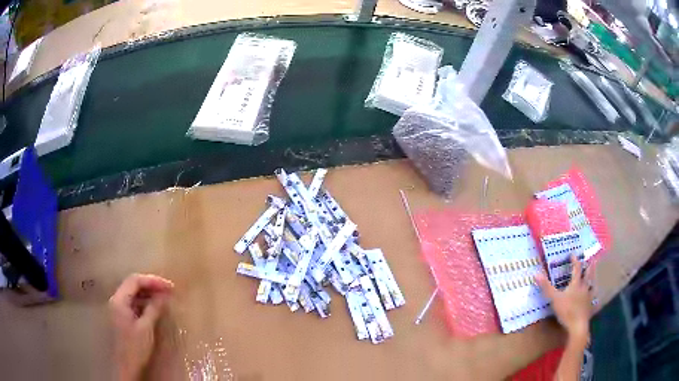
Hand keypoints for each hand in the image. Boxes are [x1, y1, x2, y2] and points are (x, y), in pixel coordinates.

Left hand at [109, 274, 173, 380]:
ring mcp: (118, 307)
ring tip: (163, 298)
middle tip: (168, 290)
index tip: (169, 286)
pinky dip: (144, 302)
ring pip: (133, 293)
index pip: (135, 280)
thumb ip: (153, 308)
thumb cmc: (135, 347)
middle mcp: (116, 299)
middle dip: (151, 285)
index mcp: (119, 300)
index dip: (153, 280)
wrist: (126, 366)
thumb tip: (164, 295)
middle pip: (133, 284)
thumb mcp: (146, 328)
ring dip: (148, 293)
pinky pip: (133, 302)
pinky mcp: (121, 316)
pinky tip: (154, 307)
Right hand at [536, 255, 592, 346]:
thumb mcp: (554, 299)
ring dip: (593, 279)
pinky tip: (593, 297)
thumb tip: (536, 274)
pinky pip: (593, 298)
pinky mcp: (589, 306)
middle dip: (589, 267)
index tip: (573, 254)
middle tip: (591, 260)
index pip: (576, 268)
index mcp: (576, 284)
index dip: (575, 261)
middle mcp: (584, 287)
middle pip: (588, 274)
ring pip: (592, 285)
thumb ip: (546, 287)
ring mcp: (588, 296)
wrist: (578, 325)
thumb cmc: (567, 310)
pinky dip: (593, 296)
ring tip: (594, 276)